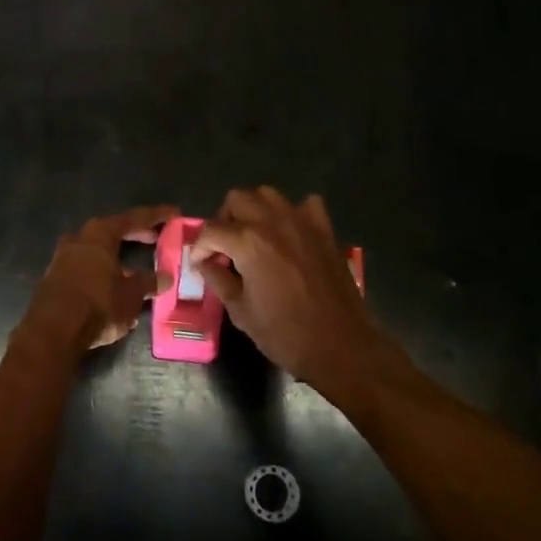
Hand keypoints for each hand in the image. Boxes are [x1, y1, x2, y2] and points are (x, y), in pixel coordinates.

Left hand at [15, 205, 177, 363]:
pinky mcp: (54, 278)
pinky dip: (101, 271)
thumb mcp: (131, 295)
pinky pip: (84, 267)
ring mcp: (63, 257)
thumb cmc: (98, 304)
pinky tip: (112, 286)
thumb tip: (164, 277)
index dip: (156, 216)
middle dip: (134, 234)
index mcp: (101, 234)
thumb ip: (148, 283)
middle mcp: (80, 238)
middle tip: (155, 238)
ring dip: (115, 255)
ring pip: (95, 249)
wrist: (53, 331)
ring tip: (133, 266)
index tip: (174, 213)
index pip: (134, 218)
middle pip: (112, 231)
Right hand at [192, 188, 401, 394]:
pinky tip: (290, 234)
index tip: (200, 263)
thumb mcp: (241, 311)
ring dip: (255, 209)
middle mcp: (272, 222)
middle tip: (226, 247)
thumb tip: (204, 263)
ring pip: (267, 194)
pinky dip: (293, 213)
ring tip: (254, 236)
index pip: (210, 230)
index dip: (200, 247)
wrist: (341, 345)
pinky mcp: (324, 229)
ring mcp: (302, 222)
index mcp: (247, 242)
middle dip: (225, 220)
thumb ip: (218, 280)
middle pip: (237, 199)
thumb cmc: (286, 333)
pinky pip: (305, 205)